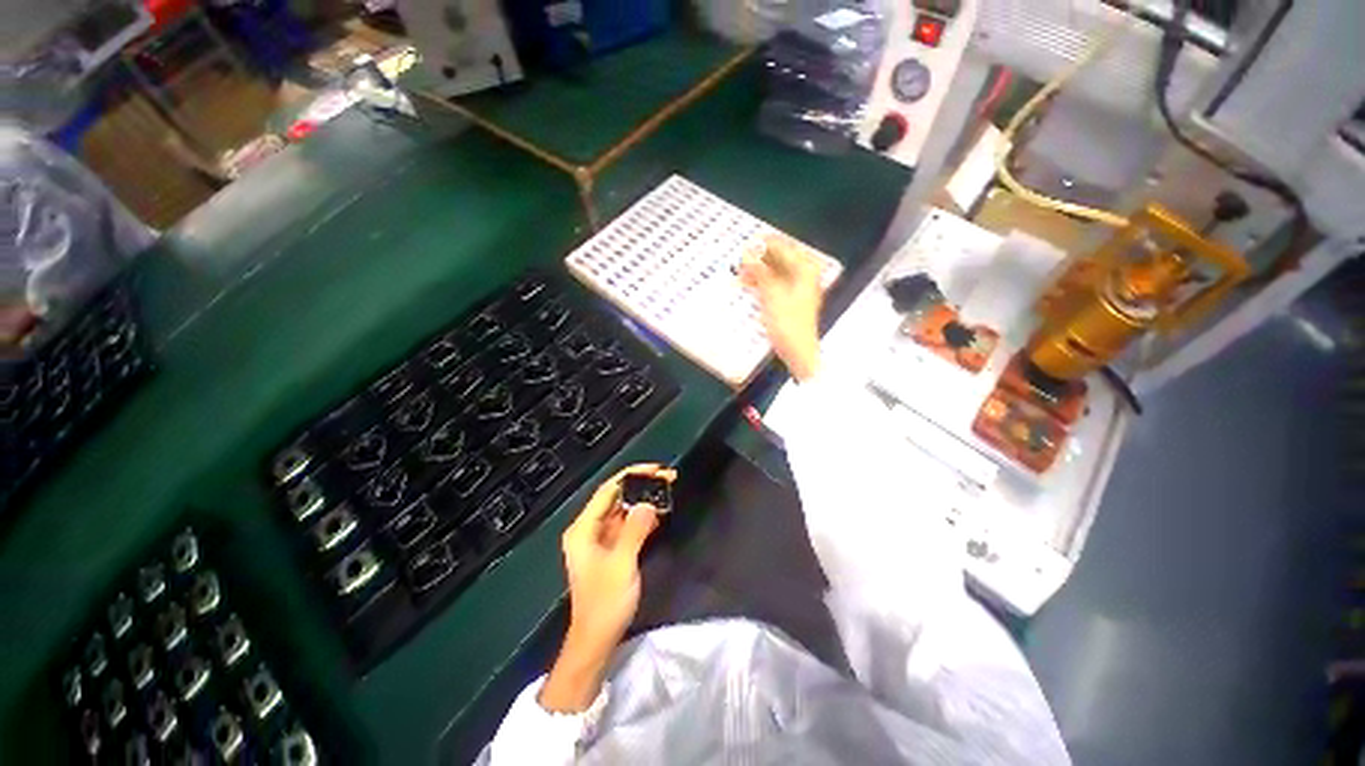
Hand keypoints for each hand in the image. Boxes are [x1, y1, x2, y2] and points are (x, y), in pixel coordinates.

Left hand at [539, 464, 674, 712]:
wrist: (596, 640)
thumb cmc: (605, 602)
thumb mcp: (622, 563)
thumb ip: (635, 530)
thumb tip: (649, 503)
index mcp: (583, 528)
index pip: (608, 490)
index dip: (632, 475)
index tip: (656, 469)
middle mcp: (589, 529)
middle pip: (617, 497)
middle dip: (641, 486)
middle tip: (667, 478)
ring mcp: (600, 540)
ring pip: (624, 510)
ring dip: (644, 500)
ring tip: (668, 489)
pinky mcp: (612, 550)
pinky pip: (628, 525)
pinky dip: (643, 517)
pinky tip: (660, 512)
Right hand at [740, 235, 823, 380]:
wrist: (799, 352)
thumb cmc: (787, 323)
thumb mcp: (771, 295)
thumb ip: (760, 271)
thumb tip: (748, 251)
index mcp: (805, 269)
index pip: (782, 247)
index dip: (762, 245)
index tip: (743, 245)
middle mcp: (805, 274)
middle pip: (780, 257)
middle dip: (759, 257)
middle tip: (739, 259)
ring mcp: (799, 287)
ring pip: (776, 270)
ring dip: (759, 270)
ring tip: (740, 272)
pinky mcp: (792, 299)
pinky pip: (776, 282)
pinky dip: (762, 282)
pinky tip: (748, 284)